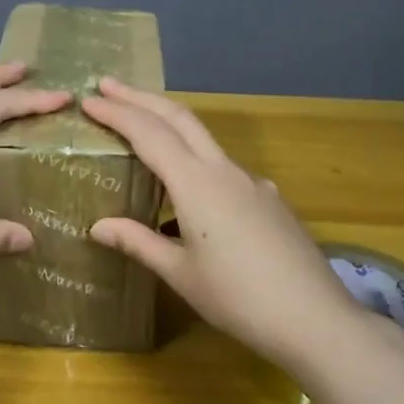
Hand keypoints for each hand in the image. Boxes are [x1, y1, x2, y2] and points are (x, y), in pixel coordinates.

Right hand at [82, 77, 371, 365]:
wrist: (314, 318)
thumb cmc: (238, 298)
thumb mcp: (181, 274)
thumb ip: (139, 242)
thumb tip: (98, 226)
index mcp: (197, 184)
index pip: (149, 134)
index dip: (117, 113)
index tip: (89, 99)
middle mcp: (225, 170)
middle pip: (180, 118)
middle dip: (142, 98)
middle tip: (108, 85)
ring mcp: (252, 182)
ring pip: (203, 138)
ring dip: (168, 122)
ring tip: (139, 125)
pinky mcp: (269, 199)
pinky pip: (222, 166)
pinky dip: (194, 157)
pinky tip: (187, 189)